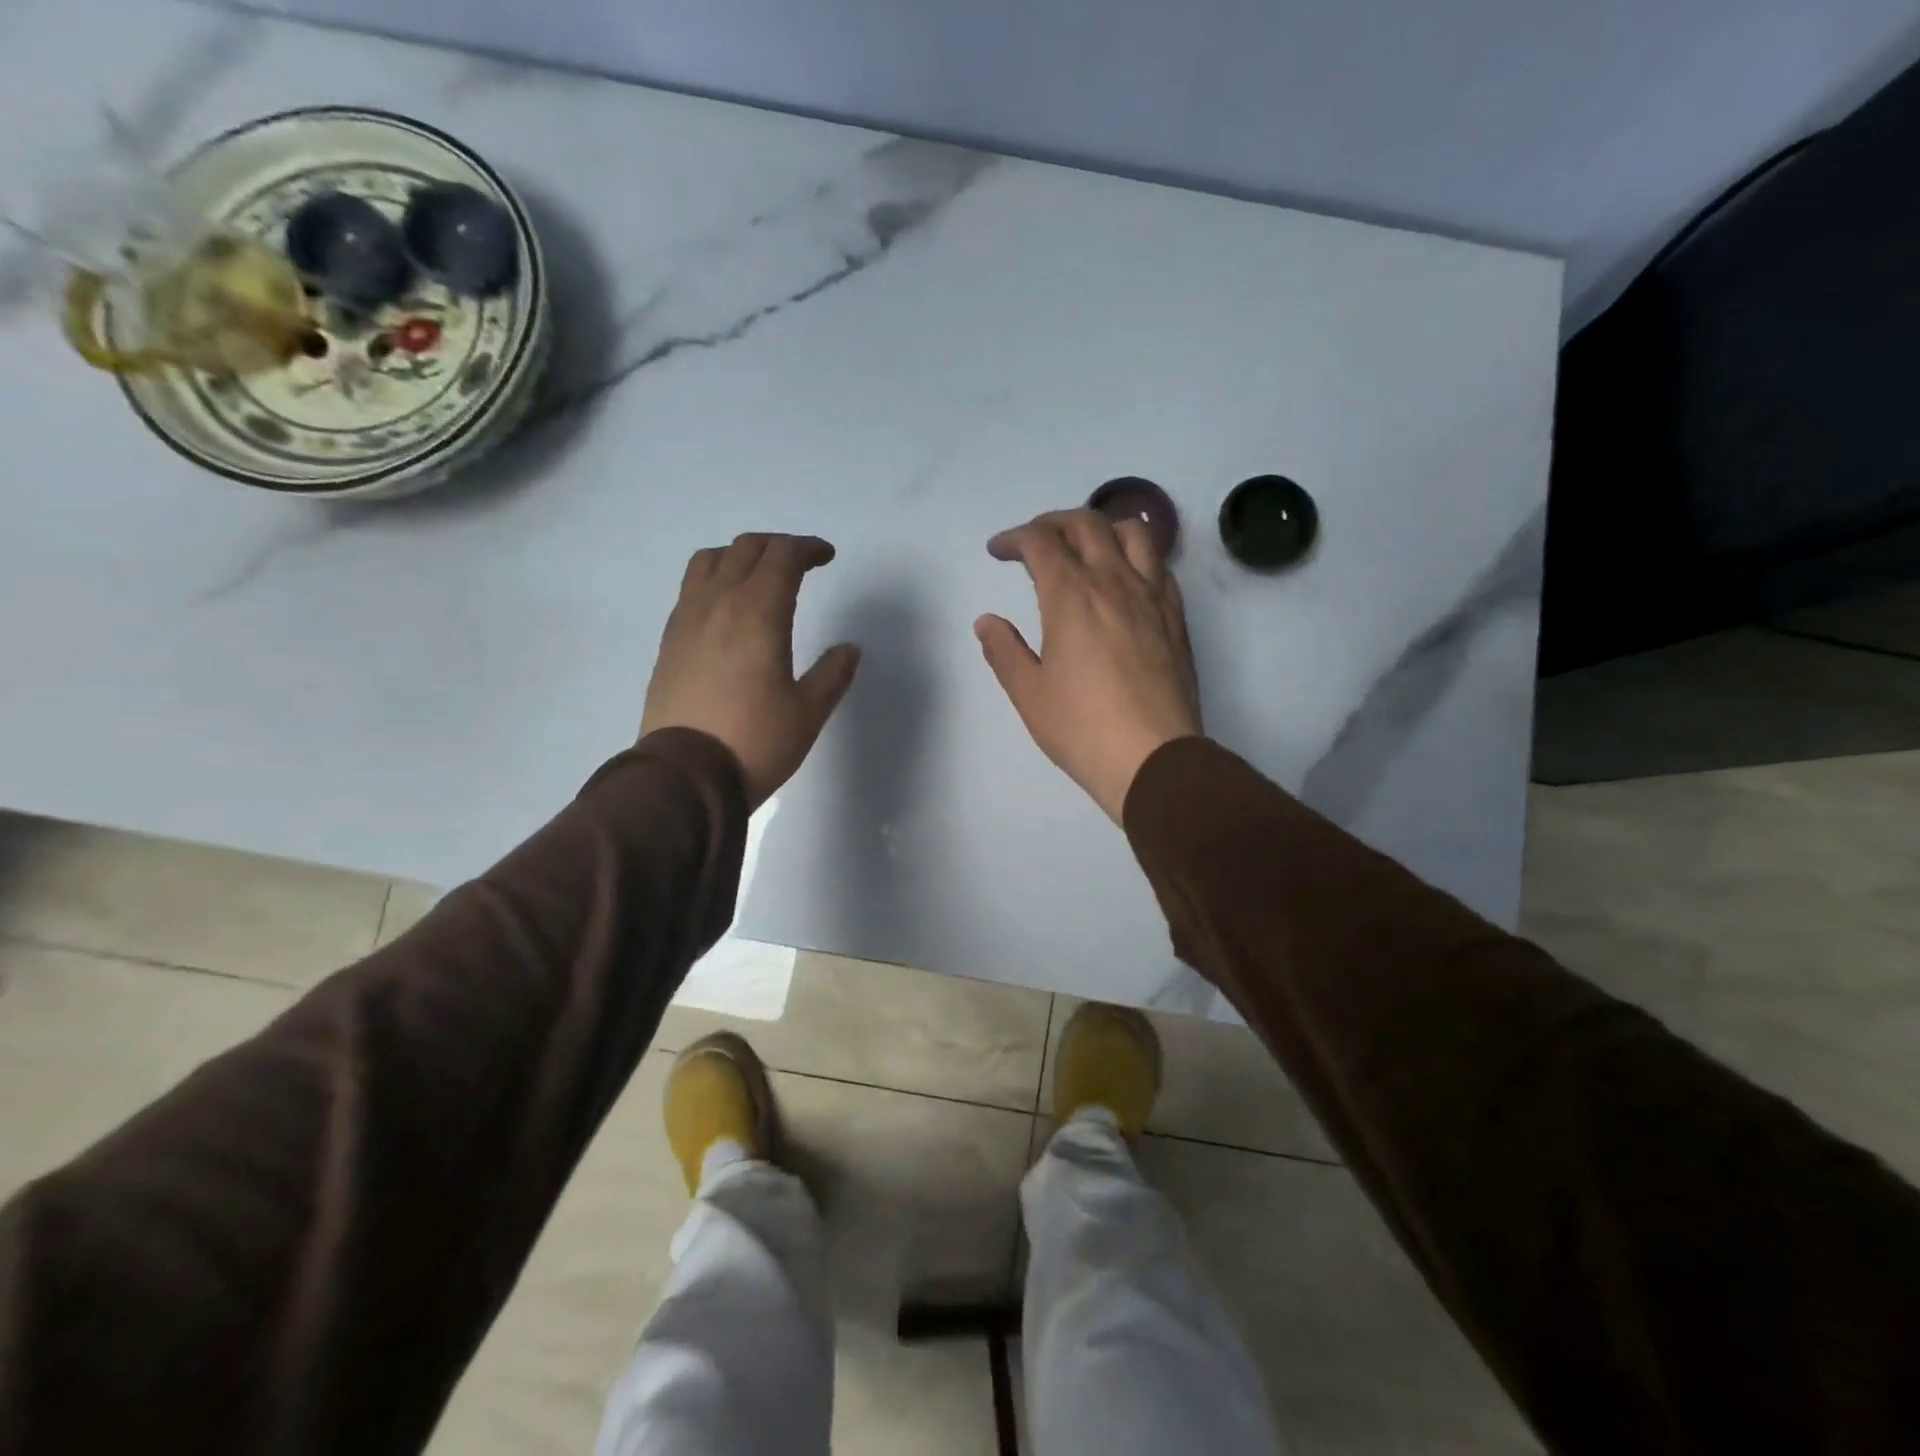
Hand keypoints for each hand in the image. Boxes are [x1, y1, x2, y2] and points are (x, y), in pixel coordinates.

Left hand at [642, 534, 860, 807]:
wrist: (684, 777)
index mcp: (758, 613)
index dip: (808, 548)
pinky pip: (691, 589)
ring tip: (758, 577)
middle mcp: (718, 603)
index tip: (827, 557)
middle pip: (746, 549)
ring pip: (709, 561)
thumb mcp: (808, 713)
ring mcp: (686, 620)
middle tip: (801, 563)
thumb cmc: (755, 742)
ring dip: (739, 556)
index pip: (782, 557)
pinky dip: (714, 581)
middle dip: (778, 546)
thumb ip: (832, 674)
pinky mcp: (669, 642)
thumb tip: (849, 649)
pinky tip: (727, 610)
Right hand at [975, 509, 1201, 822]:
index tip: (998, 551)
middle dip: (1052, 522)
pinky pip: (1159, 565)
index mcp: (1071, 597)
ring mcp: (1151, 596)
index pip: (1040, 542)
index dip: (1014, 538)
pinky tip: (1125, 578)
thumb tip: (987, 622)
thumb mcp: (1029, 694)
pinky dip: (1136, 555)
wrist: (1154, 758)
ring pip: (1131, 533)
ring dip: (1101, 527)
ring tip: (1085, 546)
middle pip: (1085, 524)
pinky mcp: (1175, 617)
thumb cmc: (1082, 728)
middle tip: (1034, 541)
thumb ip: (1004, 651)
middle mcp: (1113, 583)